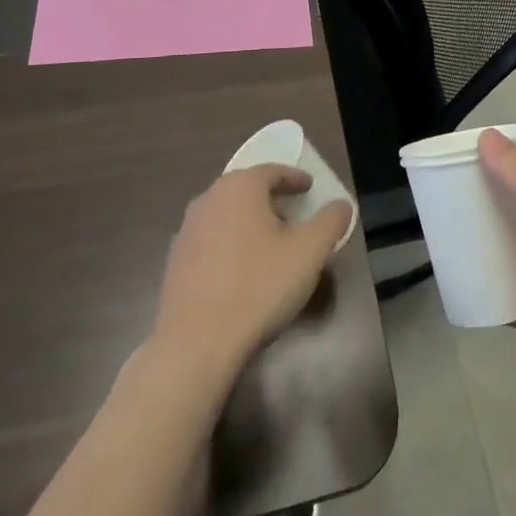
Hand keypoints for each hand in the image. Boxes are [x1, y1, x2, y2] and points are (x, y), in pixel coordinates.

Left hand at [152, 165, 351, 377]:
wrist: (196, 344)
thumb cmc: (259, 286)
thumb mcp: (310, 251)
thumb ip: (331, 221)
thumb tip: (341, 205)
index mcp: (240, 187)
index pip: (273, 171)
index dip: (295, 178)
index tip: (311, 188)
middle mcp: (209, 199)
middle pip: (247, 189)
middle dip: (272, 199)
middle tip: (294, 215)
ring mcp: (187, 231)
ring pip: (227, 215)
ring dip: (250, 222)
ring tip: (270, 244)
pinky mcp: (174, 262)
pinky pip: (211, 241)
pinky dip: (230, 245)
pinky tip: (242, 271)